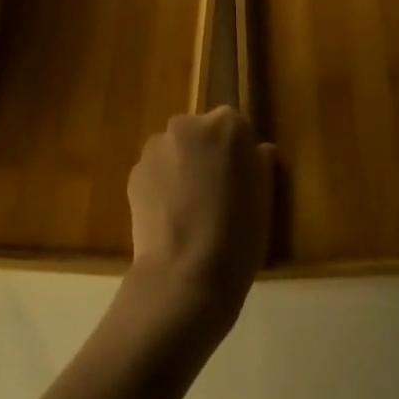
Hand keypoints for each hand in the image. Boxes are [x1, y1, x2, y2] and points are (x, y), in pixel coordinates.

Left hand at [126, 107, 273, 332]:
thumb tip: (257, 150)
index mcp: (226, 124)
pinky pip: (155, 172)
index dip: (238, 153)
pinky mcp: (133, 173)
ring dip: (181, 168)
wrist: (186, 274)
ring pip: (174, 151)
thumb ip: (260, 162)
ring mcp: (156, 148)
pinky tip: (170, 218)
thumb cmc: (238, 233)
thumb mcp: (265, 196)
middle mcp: (187, 125)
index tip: (240, 179)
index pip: (234, 126)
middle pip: (200, 133)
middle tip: (215, 193)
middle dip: (205, 154)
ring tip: (189, 209)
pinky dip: (161, 186)